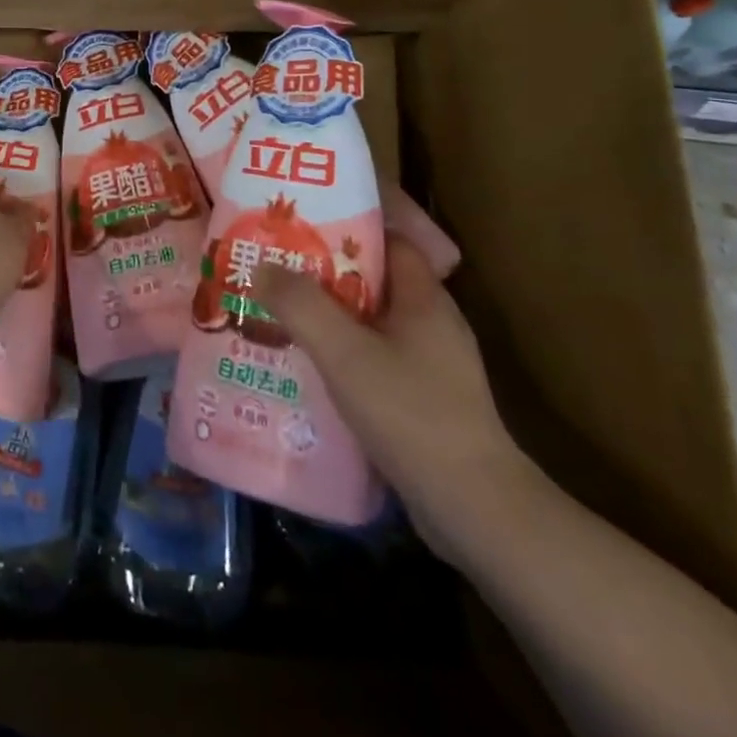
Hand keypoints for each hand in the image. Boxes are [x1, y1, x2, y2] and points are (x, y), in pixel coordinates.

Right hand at [257, 233, 526, 563]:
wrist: (474, 509)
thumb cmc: (411, 413)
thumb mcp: (344, 353)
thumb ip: (300, 305)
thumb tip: (262, 264)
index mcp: (425, 298)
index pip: (390, 240)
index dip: (348, 227)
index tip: (302, 227)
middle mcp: (433, 323)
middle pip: (375, 281)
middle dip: (326, 275)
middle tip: (278, 271)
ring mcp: (433, 365)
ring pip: (372, 323)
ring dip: (331, 319)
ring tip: (282, 316)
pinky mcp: (426, 402)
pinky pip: (376, 360)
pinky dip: (344, 356)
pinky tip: (310, 369)